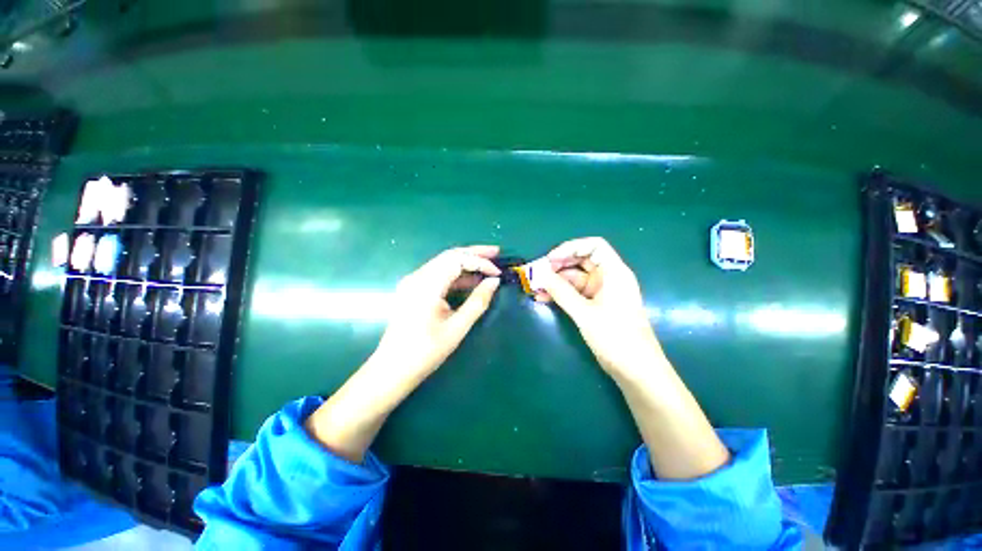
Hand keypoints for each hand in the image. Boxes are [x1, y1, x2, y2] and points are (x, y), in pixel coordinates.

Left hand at [372, 245, 501, 380]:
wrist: (392, 370)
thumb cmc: (425, 351)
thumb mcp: (457, 328)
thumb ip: (478, 301)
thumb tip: (494, 282)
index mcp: (426, 285)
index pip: (457, 260)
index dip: (480, 262)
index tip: (498, 273)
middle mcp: (417, 277)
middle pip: (449, 255)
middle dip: (474, 253)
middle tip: (496, 253)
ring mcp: (413, 282)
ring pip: (443, 263)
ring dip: (465, 263)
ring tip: (487, 265)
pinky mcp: (412, 290)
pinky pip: (437, 275)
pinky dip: (455, 275)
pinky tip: (469, 281)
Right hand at [534, 237, 662, 378]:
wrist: (636, 370)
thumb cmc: (615, 337)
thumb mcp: (585, 313)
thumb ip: (562, 292)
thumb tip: (540, 274)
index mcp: (614, 272)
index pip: (593, 246)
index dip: (570, 248)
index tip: (550, 260)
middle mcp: (608, 277)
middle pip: (581, 261)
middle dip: (558, 266)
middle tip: (537, 273)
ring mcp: (601, 292)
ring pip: (575, 278)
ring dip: (555, 282)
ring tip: (535, 288)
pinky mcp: (596, 305)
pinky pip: (575, 293)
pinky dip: (560, 294)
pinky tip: (543, 298)